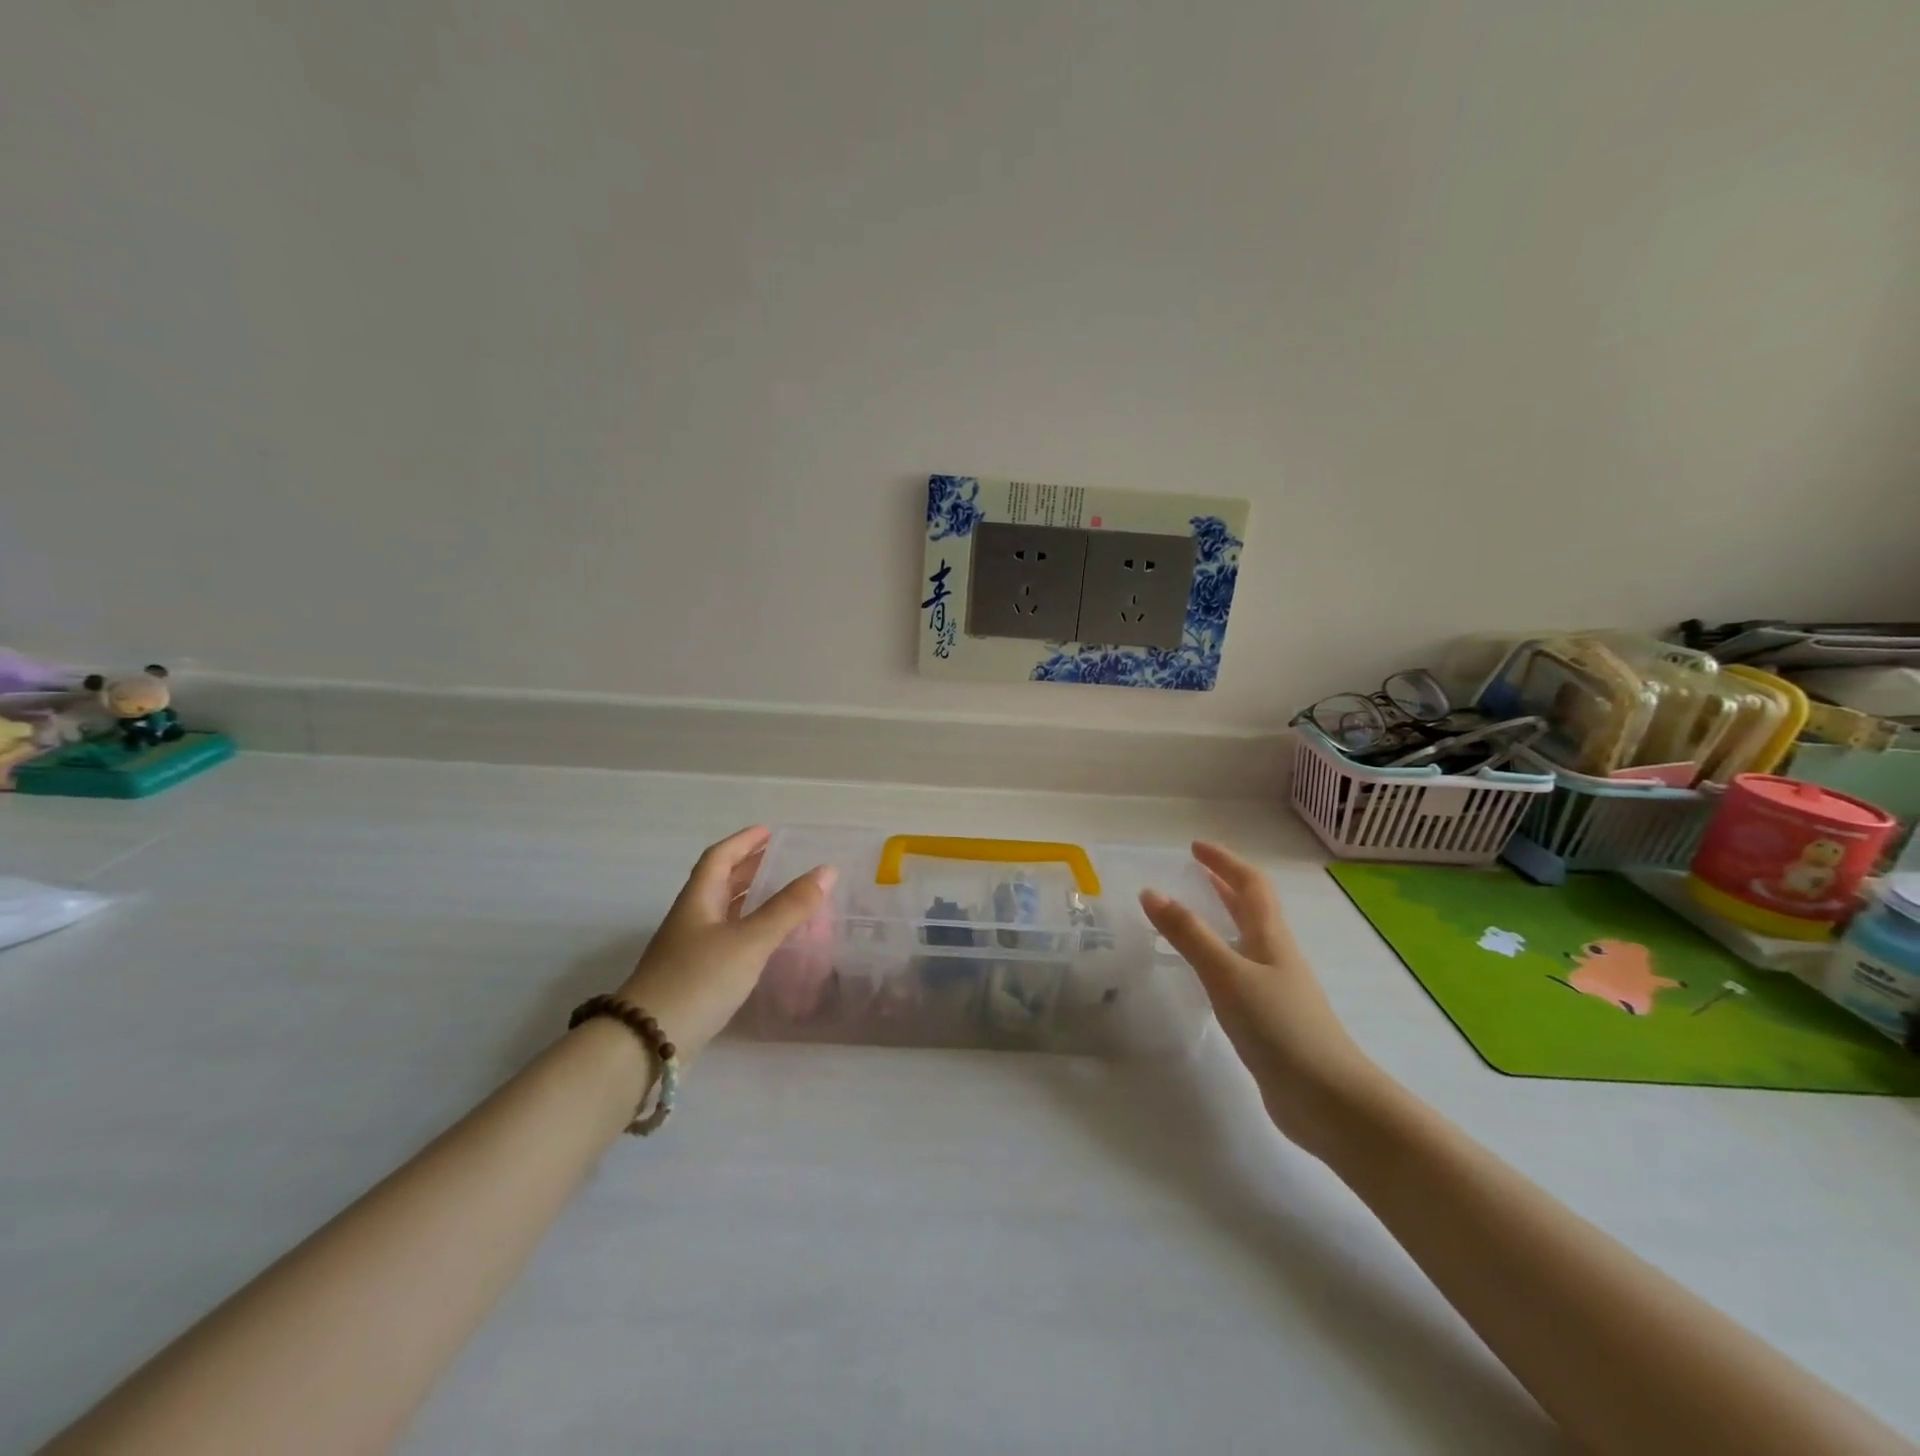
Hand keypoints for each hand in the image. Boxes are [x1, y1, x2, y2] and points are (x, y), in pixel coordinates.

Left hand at [614, 826, 835, 1061]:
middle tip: (777, 859)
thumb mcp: (750, 941)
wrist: (645, 1042)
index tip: (768, 831)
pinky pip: (724, 940)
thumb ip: (789, 908)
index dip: (742, 841)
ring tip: (777, 895)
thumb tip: (827, 870)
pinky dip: (746, 930)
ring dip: (747, 899)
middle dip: (747, 867)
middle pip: (718, 883)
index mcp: (698, 901)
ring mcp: (688, 951)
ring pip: (721, 913)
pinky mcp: (692, 978)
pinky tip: (762, 944)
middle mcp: (690, 920)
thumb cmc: (698, 980)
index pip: (718, 858)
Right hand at [1141, 842, 1381, 1156]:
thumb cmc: (1280, 1027)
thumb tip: (1152, 892)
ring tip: (1190, 915)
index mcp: (1271, 938)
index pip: (1251, 885)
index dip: (1225, 862)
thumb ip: (1189, 935)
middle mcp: (1276, 956)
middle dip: (1224, 885)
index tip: (1196, 847)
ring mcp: (1276, 989)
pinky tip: (1205, 973)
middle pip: (1252, 909)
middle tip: (1192, 872)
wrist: (1329, 1100)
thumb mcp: (1227, 974)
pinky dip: (1219, 957)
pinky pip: (1239, 972)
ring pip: (1246, 940)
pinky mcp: (1270, 1019)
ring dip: (1221, 919)